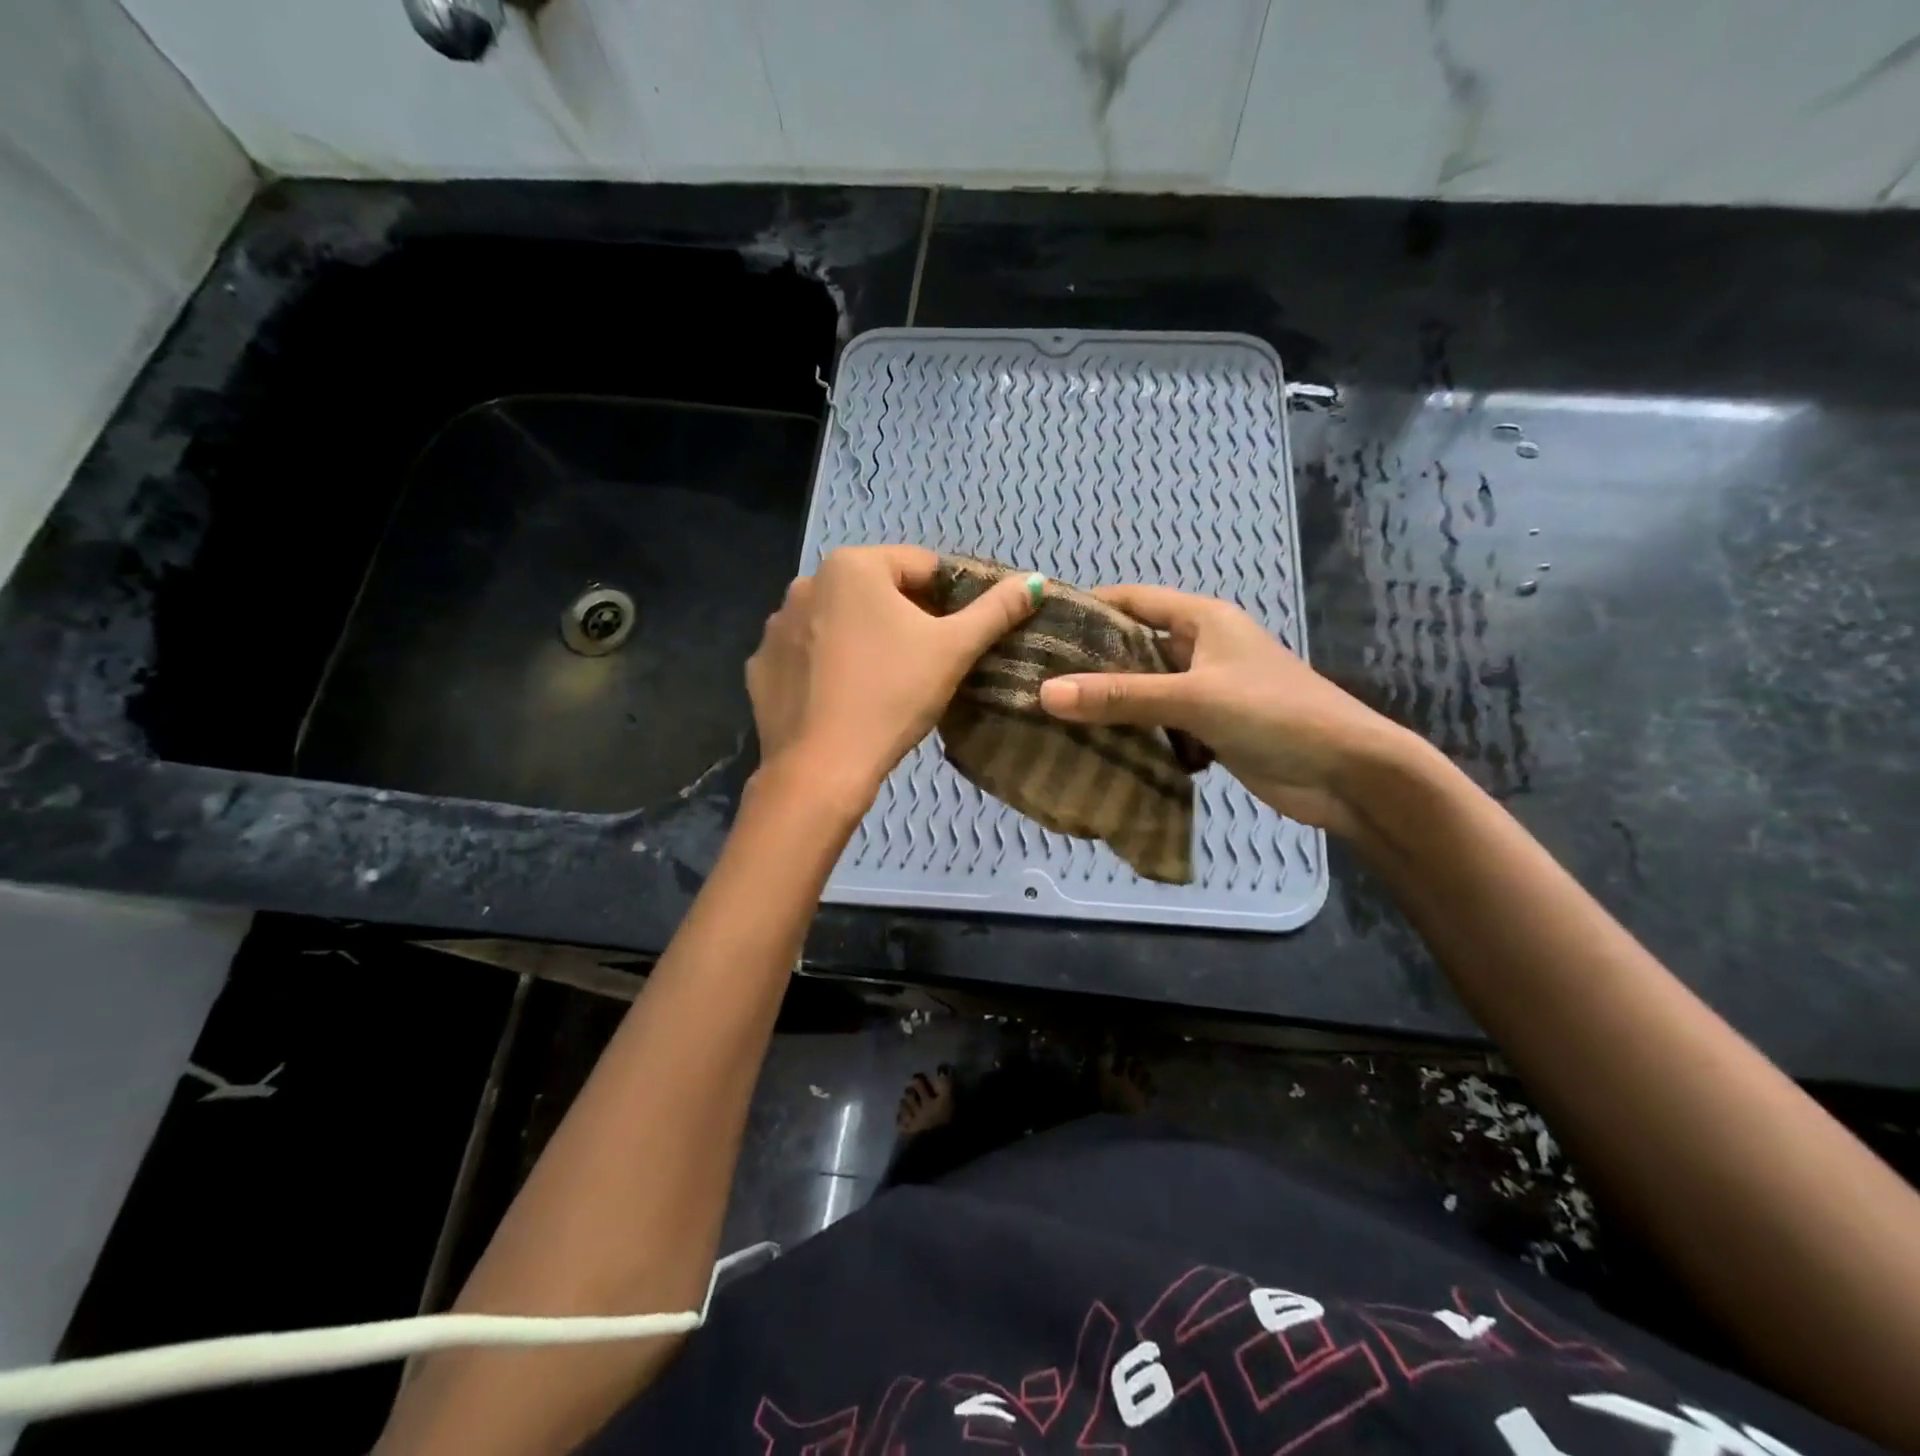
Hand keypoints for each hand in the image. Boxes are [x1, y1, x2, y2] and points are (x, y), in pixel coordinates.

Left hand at [746, 545, 1041, 809]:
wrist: (821, 767)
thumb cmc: (892, 696)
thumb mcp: (953, 650)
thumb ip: (996, 610)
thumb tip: (1035, 580)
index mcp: (852, 565)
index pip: (920, 567)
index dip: (949, 600)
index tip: (957, 638)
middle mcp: (806, 582)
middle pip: (877, 592)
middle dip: (906, 619)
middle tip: (924, 664)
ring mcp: (777, 624)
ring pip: (840, 622)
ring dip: (865, 639)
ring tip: (884, 684)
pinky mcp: (761, 664)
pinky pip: (808, 654)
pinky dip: (829, 666)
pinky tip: (844, 697)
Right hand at [1037, 584, 1417, 836]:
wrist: (1347, 773)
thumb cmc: (1275, 714)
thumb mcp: (1194, 698)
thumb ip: (1121, 697)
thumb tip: (1045, 693)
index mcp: (1202, 620)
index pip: (1132, 600)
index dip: (1087, 606)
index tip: (1037, 625)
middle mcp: (1201, 648)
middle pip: (1134, 647)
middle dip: (1089, 663)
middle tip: (1033, 679)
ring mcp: (1206, 691)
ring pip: (1144, 690)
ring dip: (1109, 703)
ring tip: (1050, 715)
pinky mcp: (1210, 730)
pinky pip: (1160, 725)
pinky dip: (1133, 734)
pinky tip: (1095, 748)